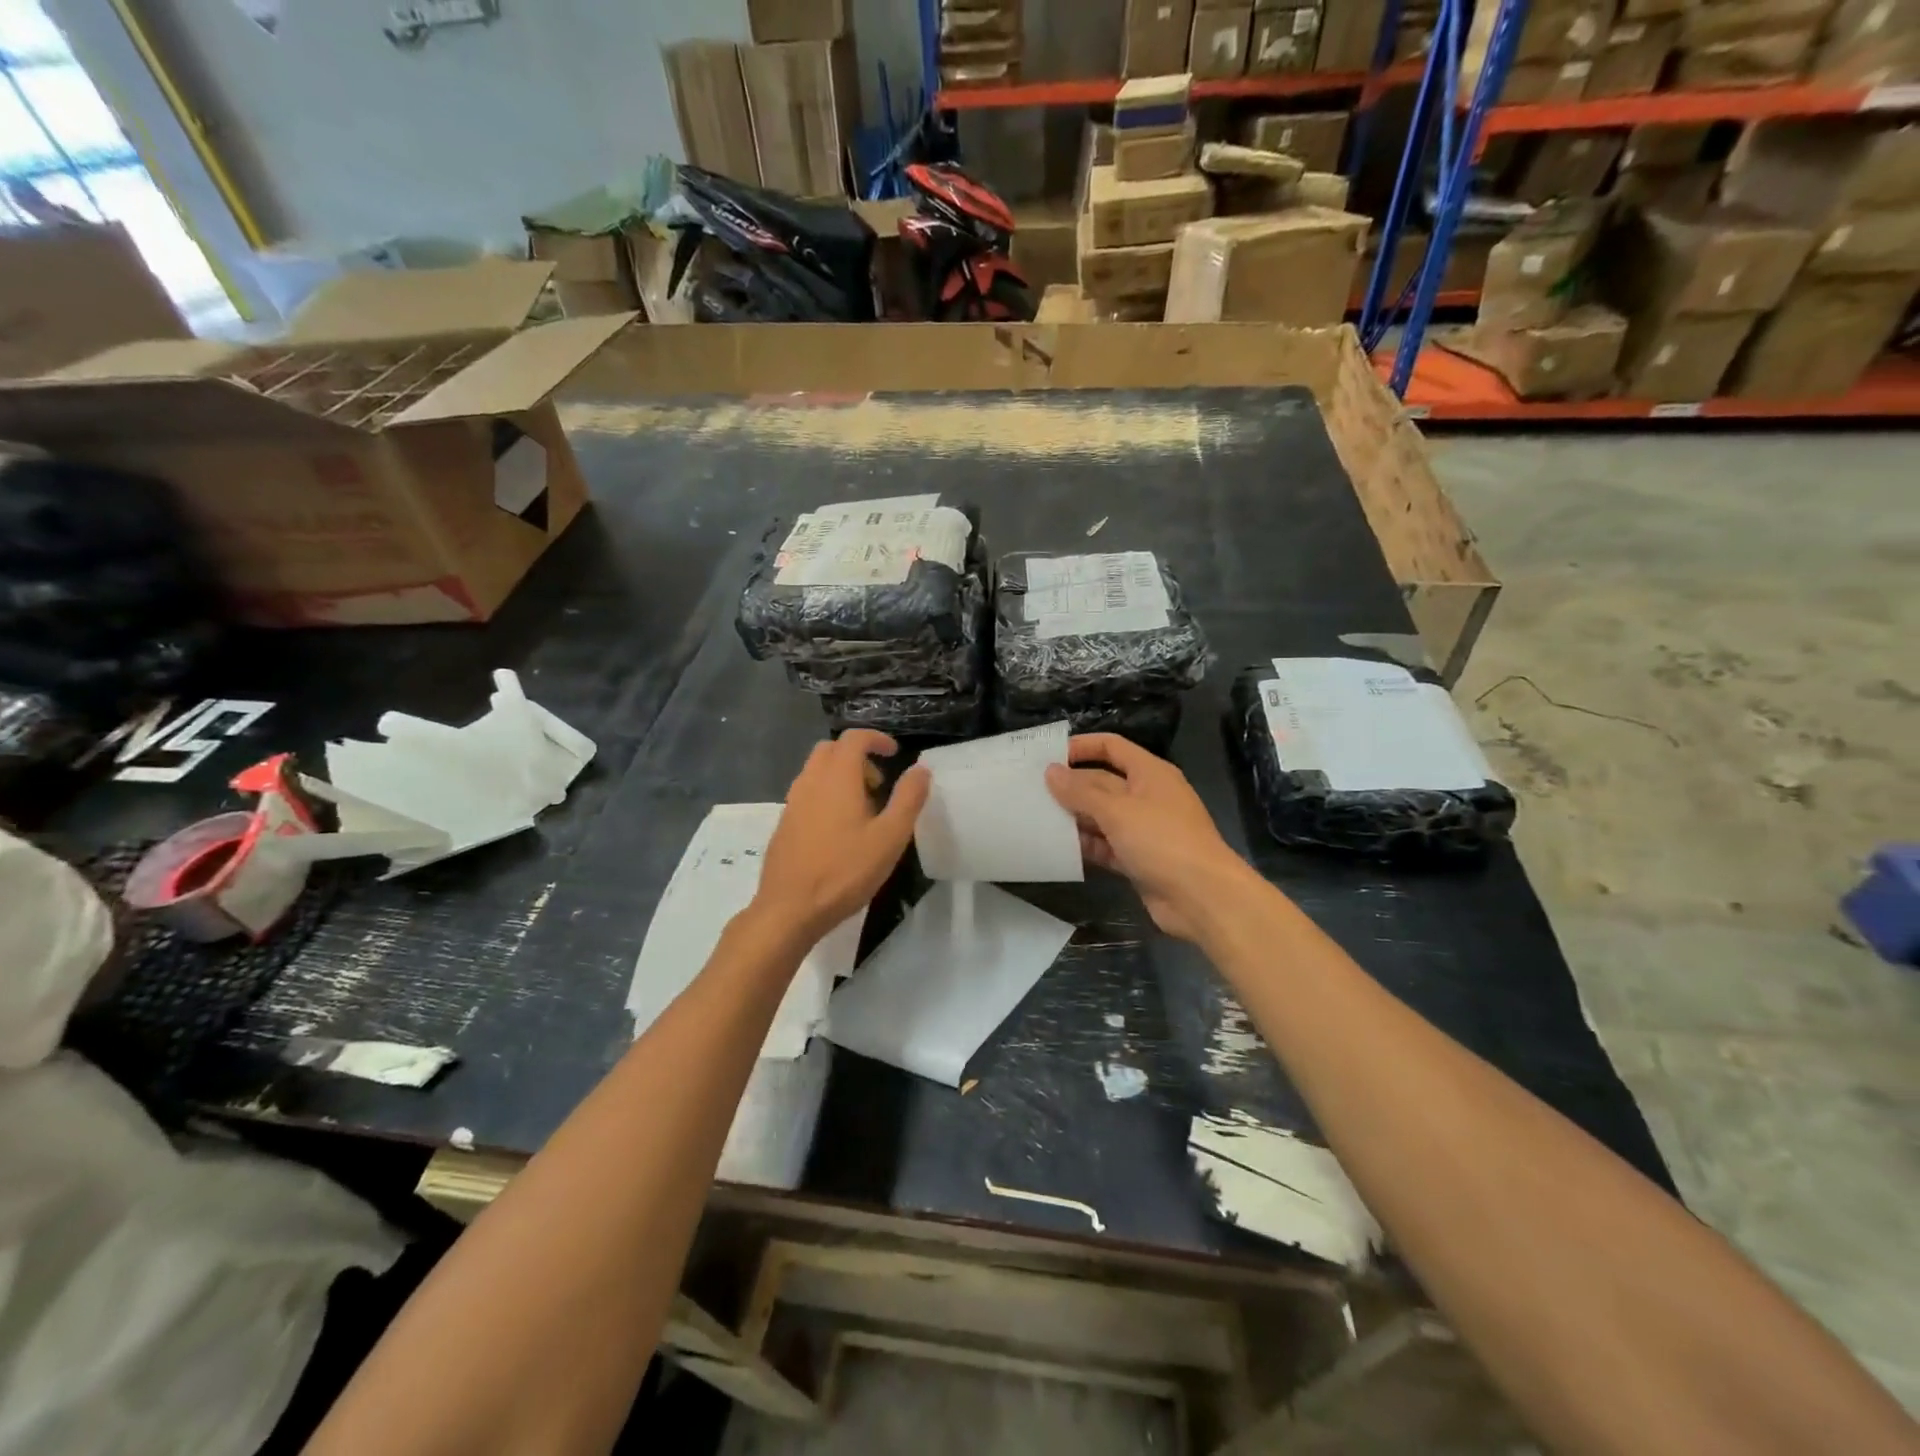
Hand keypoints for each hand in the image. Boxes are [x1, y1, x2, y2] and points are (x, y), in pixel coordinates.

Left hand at [755, 730, 929, 943]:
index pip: (854, 738)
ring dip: (841, 777)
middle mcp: (810, 781)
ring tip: (863, 811)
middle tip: (879, 784)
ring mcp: (792, 803)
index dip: (876, 739)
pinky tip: (840, 832)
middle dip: (857, 756)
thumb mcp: (890, 837)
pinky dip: (826, 795)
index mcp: (837, 777)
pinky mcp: (784, 824)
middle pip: (831, 750)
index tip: (894, 753)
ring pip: (816, 771)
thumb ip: (908, 799)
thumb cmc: (845, 871)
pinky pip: (807, 794)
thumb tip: (921, 770)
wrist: (789, 909)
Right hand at [1045, 734, 1250, 941]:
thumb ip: (1081, 791)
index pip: (1112, 747)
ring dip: (1074, 817)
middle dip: (1070, 786)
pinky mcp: (1138, 859)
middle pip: (1102, 782)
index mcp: (1149, 773)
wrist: (1202, 897)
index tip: (1047, 755)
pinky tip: (1056, 847)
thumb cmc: (1162, 840)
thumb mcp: (1117, 811)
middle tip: (1030, 790)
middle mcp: (1146, 796)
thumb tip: (1051, 771)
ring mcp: (1143, 829)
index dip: (1082, 747)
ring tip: (1035, 817)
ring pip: (1101, 816)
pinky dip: (1085, 846)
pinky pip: (1105, 846)